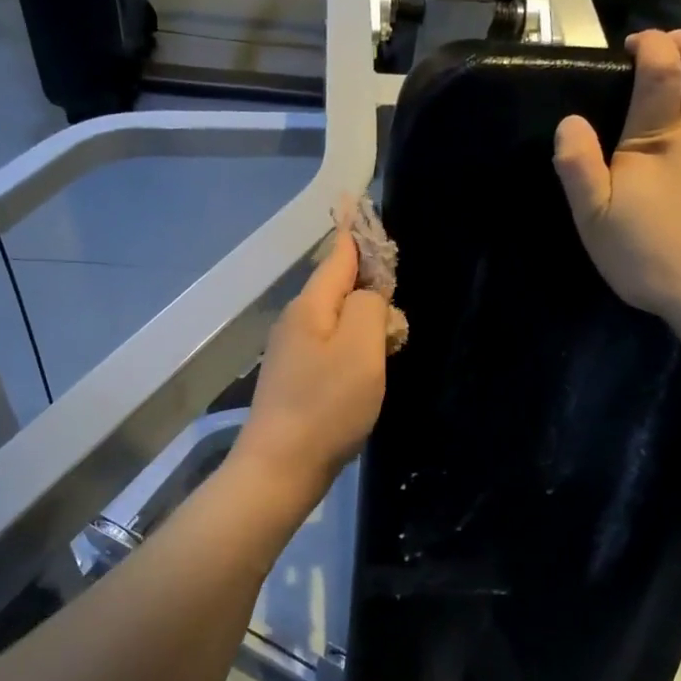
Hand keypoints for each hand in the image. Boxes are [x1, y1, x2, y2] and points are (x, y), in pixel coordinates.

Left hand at [233, 231, 389, 497]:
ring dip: (366, 325)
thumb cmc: (327, 405)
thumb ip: (370, 307)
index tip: (371, 213)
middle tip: (399, 313)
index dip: (360, 236)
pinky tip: (368, 372)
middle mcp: (297, 322)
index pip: (339, 256)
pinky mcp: (296, 381)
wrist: (281, 467)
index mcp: (310, 305)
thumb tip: (370, 294)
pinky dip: (355, 351)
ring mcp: (292, 353)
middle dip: (372, 290)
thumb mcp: (361, 348)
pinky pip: (332, 350)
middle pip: (339, 288)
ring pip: (338, 322)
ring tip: (391, 343)